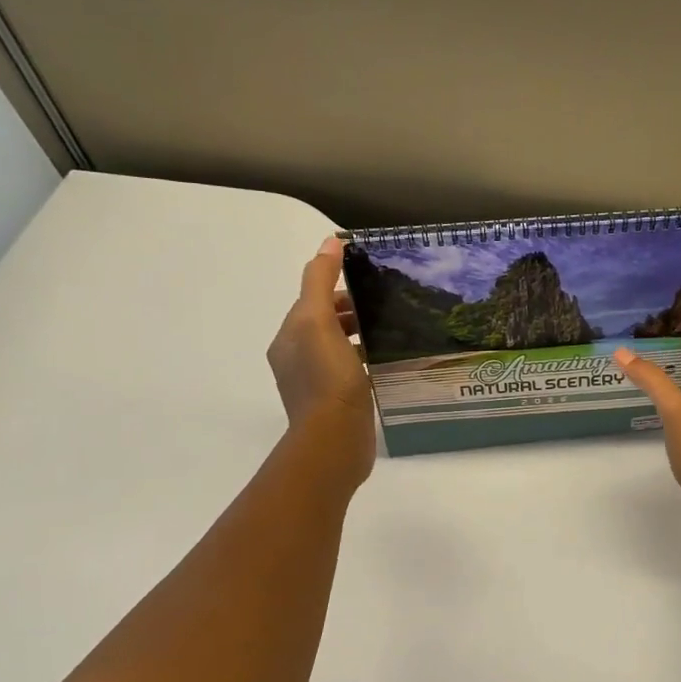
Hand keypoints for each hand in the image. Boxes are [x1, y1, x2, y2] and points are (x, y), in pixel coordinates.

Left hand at [267, 236, 375, 484]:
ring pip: (338, 348)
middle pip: (324, 324)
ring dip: (360, 335)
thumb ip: (321, 281)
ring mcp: (315, 384)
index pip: (311, 302)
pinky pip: (350, 371)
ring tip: (391, 330)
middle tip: (386, 304)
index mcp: (288, 338)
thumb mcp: (319, 320)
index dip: (337, 289)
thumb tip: (330, 241)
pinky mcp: (335, 404)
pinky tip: (386, 361)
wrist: (335, 439)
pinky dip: (365, 359)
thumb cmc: (327, 378)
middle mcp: (296, 359)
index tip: (369, 282)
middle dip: (351, 311)